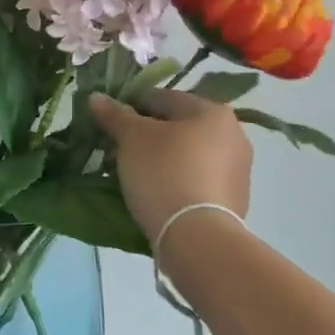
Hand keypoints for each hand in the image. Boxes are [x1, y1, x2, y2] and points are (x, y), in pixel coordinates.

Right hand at [89, 89, 251, 242]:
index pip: (160, 98)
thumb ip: (115, 115)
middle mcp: (233, 134)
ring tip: (131, 176)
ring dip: (158, 159)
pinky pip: (196, 178)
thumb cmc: (164, 174)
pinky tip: (155, 194)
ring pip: (186, 154)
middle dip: (143, 137)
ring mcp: (237, 168)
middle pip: (175, 126)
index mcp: (211, 111)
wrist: (197, 237)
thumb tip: (96, 97)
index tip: (107, 126)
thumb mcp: (132, 139)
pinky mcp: (234, 199)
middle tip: (115, 153)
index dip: (128, 107)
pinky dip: (175, 180)